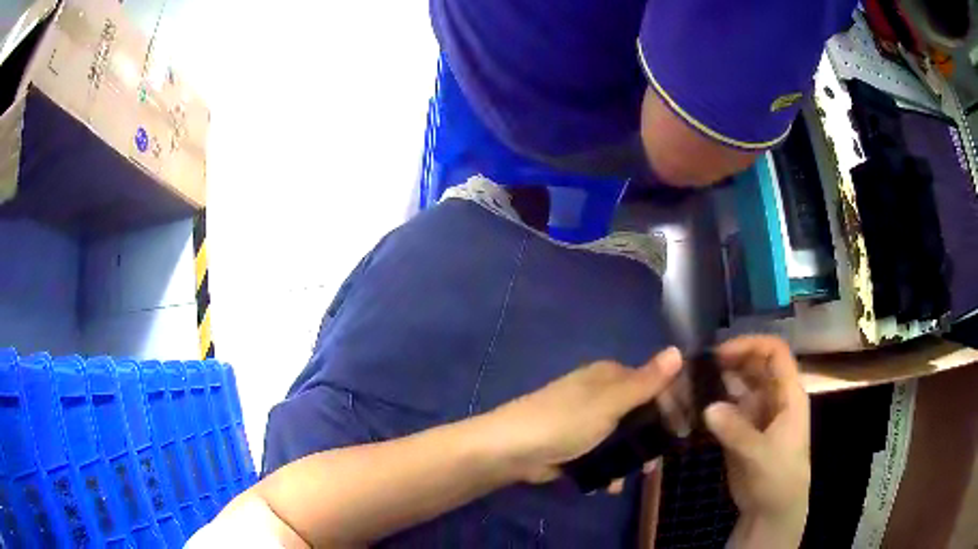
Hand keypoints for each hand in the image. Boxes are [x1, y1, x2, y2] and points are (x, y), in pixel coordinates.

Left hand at [483, 348, 682, 483]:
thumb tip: (678, 350)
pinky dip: (607, 469)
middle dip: (649, 440)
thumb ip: (646, 382)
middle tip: (654, 463)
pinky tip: (607, 485)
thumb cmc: (564, 422)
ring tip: (632, 477)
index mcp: (609, 376)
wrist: (511, 451)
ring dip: (629, 459)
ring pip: (621, 438)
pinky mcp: (575, 445)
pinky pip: (601, 454)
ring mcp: (586, 421)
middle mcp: (600, 395)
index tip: (681, 431)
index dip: (670, 405)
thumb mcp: (610, 403)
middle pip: (639, 414)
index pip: (652, 383)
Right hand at [704, 336, 810, 545]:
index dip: (750, 345)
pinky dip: (712, 402)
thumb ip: (735, 430)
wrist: (772, 509)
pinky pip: (727, 407)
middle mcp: (774, 396)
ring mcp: (758, 412)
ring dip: (718, 381)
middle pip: (754, 365)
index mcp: (788, 394)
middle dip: (729, 361)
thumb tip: (707, 407)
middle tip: (697, 367)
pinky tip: (693, 405)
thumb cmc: (777, 477)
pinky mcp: (743, 428)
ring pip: (739, 385)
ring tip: (690, 383)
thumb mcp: (759, 454)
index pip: (775, 353)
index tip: (720, 353)